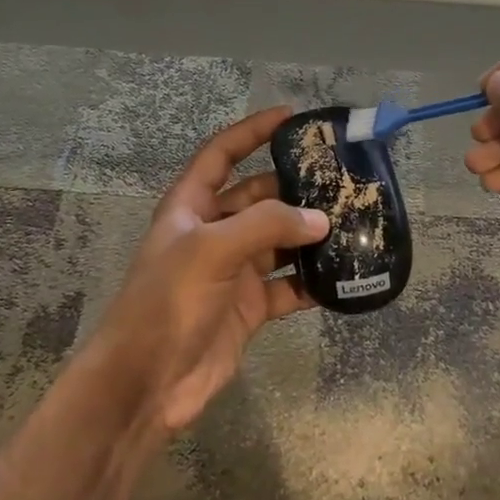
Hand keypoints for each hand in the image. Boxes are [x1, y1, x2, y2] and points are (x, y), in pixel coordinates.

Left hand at [86, 107, 329, 434]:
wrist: (146, 383)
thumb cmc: (168, 302)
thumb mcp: (212, 250)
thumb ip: (267, 226)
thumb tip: (321, 219)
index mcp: (191, 207)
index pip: (222, 154)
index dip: (252, 132)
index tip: (291, 116)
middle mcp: (213, 233)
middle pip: (259, 197)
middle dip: (294, 187)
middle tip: (340, 177)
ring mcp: (233, 271)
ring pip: (279, 242)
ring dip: (309, 235)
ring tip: (352, 222)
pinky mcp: (249, 308)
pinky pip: (288, 286)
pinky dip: (312, 281)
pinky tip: (342, 276)